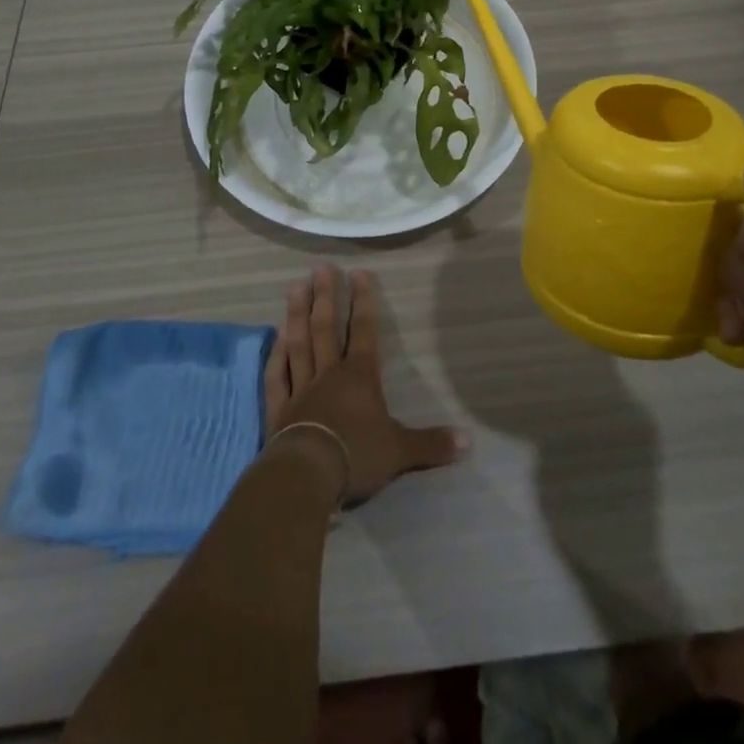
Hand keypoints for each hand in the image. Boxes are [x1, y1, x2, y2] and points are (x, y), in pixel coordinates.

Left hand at [263, 264, 465, 503]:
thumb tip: (468, 441)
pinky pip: (277, 374)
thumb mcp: (401, 451)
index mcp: (360, 377)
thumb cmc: (357, 456)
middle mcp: (329, 373)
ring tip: (295, 286)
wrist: (308, 475)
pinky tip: (275, 337)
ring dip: (296, 314)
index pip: (365, 331)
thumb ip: (431, 444)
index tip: (359, 272)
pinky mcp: (279, 408)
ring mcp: (300, 388)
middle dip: (325, 296)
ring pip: (299, 343)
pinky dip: (276, 355)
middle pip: (326, 328)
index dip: (364, 301)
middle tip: (321, 268)